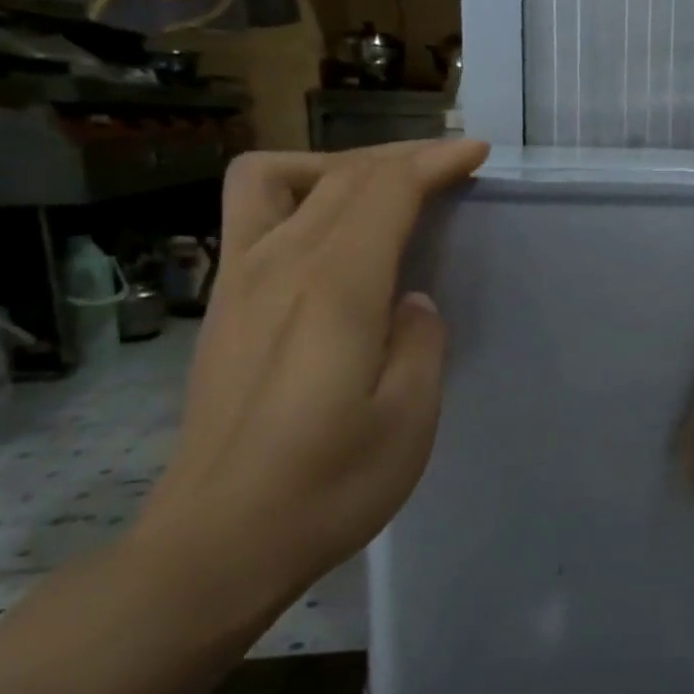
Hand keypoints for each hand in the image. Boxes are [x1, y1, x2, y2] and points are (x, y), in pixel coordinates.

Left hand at [134, 139, 488, 634]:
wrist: (219, 539)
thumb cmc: (327, 485)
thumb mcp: (409, 419)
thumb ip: (421, 342)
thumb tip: (410, 301)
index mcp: (336, 287)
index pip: (386, 190)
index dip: (433, 162)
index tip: (474, 154)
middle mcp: (281, 264)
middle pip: (342, 173)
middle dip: (400, 156)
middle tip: (447, 167)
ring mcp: (239, 280)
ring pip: (281, 177)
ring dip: (337, 164)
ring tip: (378, 190)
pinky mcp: (221, 304)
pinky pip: (250, 214)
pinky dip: (295, 194)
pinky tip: (323, 233)